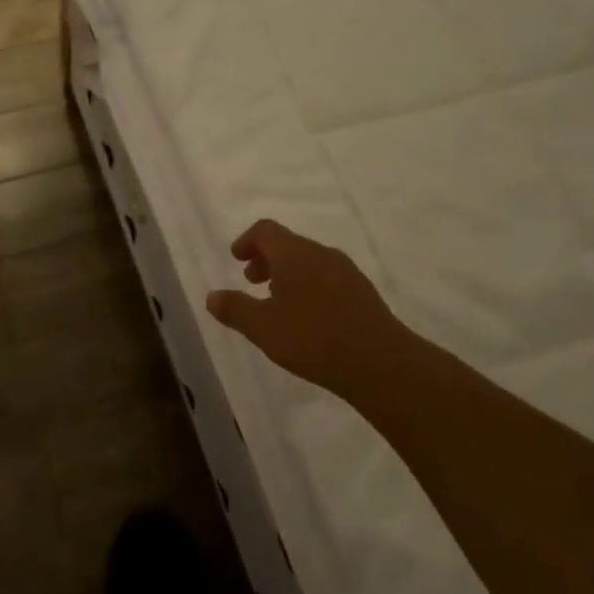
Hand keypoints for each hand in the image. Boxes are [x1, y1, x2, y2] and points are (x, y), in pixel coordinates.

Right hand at [206, 220, 415, 399]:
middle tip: (251, 281)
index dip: (247, 241)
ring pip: (309, 261)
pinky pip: (327, 278)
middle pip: (288, 244)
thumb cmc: (313, 338)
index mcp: (294, 253)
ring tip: (277, 302)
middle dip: (266, 259)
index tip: (236, 259)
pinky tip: (308, 317)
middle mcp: (321, 253)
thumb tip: (212, 296)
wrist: (381, 363)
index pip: (265, 230)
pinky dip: (309, 286)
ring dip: (288, 274)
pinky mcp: (363, 292)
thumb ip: (235, 309)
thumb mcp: (263, 327)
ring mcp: (346, 271)